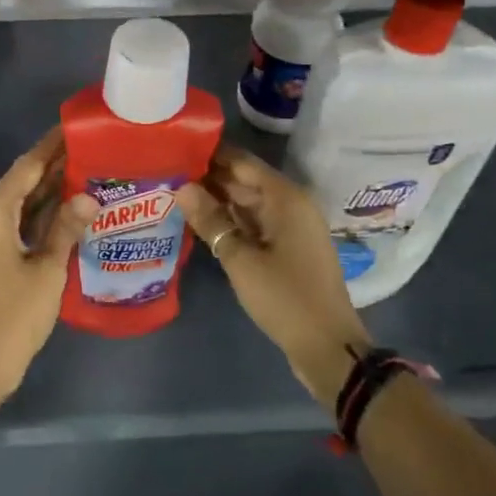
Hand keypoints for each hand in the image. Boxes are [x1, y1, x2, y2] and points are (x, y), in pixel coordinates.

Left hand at [0, 131, 96, 399]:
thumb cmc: (12, 317)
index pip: (26, 166)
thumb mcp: (47, 271)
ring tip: (86, 171)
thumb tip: (88, 196)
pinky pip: (15, 222)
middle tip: (91, 148)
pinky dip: (39, 213)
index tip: (75, 126)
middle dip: (53, 165)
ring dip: (48, 189)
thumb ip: (66, 229)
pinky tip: (67, 210)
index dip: (51, 146)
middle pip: (21, 181)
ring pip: (19, 202)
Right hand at [177, 148, 369, 403]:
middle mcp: (291, 205)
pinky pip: (255, 224)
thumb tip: (182, 188)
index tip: (176, 148)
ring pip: (248, 204)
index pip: (242, 162)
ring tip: (176, 193)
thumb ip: (211, 221)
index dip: (210, 154)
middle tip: (168, 173)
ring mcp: (291, 228)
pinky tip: (202, 222)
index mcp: (285, 198)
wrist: (327, 347)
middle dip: (209, 178)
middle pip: (245, 181)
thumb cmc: (285, 298)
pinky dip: (231, 221)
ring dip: (218, 200)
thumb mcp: (241, 260)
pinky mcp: (288, 249)